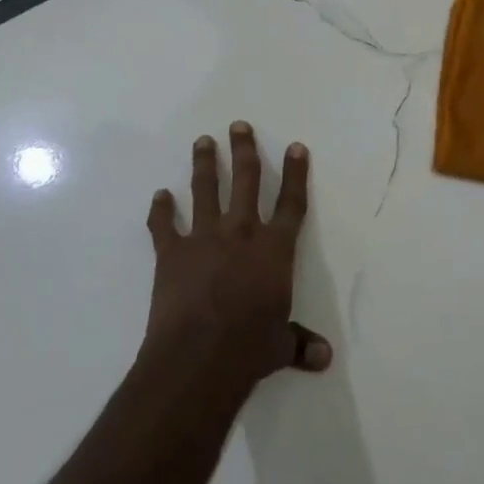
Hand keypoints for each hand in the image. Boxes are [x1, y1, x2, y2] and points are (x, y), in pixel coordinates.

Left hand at [143, 122, 331, 392]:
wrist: (198, 357)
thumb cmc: (249, 349)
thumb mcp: (280, 346)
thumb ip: (300, 344)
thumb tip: (325, 358)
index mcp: (274, 250)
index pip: (291, 204)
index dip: (295, 174)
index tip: (295, 146)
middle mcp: (242, 233)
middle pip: (246, 180)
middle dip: (245, 150)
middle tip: (239, 125)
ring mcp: (205, 238)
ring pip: (206, 190)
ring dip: (205, 164)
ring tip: (203, 141)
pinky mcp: (172, 253)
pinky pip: (164, 225)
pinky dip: (160, 211)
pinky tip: (159, 196)